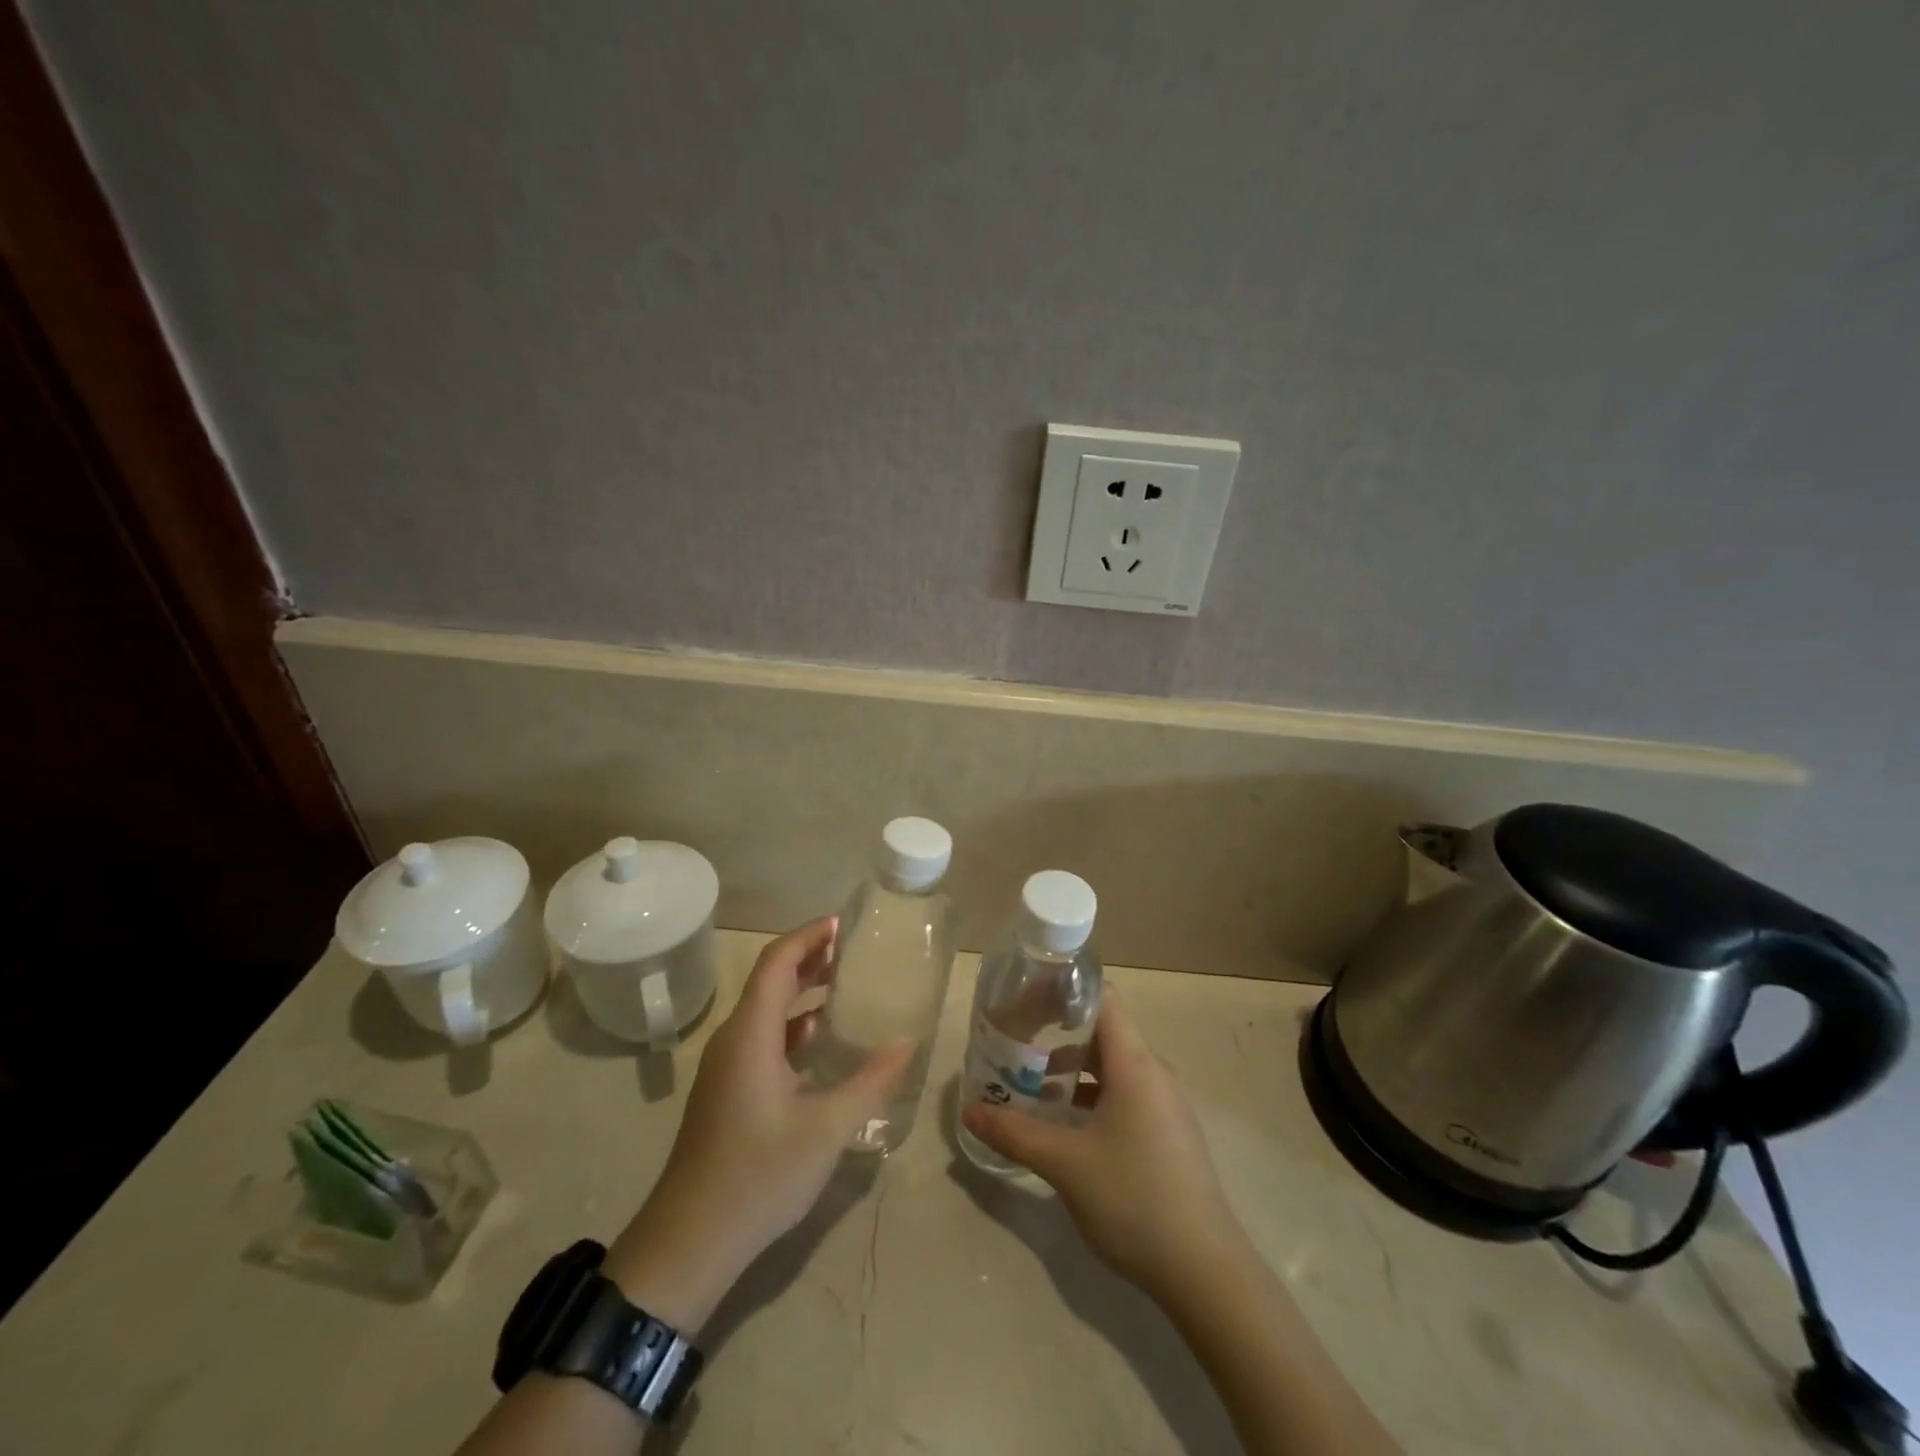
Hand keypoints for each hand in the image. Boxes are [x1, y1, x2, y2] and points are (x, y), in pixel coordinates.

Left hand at [604, 919, 910, 1329]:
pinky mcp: (728, 1089)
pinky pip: (763, 1038)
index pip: (777, 962)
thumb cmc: (758, 1176)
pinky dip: (794, 1025)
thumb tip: (906, 1043)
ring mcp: (727, 1066)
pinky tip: (823, 1041)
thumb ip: (870, 1082)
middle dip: (810, 958)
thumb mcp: (826, 1129)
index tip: (844, 925)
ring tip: (846, 985)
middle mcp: (734, 1039)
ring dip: (803, 992)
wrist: (689, 1242)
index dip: (808, 936)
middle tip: (855, 950)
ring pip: (766, 1010)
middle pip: (770, 980)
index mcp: (751, 1034)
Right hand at [960, 992, 1242, 1299]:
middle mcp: (1153, 1073)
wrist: (1206, 1272)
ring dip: (1072, 1070)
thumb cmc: (1134, 1199)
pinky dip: (1091, 1096)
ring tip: (1031, 1085)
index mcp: (1135, 1064)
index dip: (1062, 991)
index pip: (1102, 999)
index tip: (1024, 998)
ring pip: (1111, 1068)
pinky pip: (1124, 1095)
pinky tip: (1066, 1126)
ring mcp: (1164, 1105)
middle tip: (1015, 1043)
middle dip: (1057, 1034)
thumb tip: (971, 1111)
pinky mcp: (1167, 1134)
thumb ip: (1015, 1133)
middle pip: (1102, 1033)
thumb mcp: (1066, 1164)